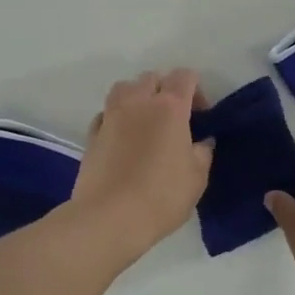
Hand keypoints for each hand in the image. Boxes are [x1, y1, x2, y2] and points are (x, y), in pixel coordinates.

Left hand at [70, 69, 213, 258]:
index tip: (201, 115)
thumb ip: (202, 153)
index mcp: (169, 107)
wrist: (109, 217)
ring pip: (124, 87)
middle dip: (165, 89)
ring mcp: (111, 115)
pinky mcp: (92, 134)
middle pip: (152, 77)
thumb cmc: (161, 196)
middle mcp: (138, 102)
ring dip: (137, 96)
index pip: (184, 76)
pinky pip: (106, 112)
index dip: (196, 90)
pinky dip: (116, 117)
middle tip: (174, 117)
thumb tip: (202, 141)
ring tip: (145, 121)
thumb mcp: (197, 178)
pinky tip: (122, 137)